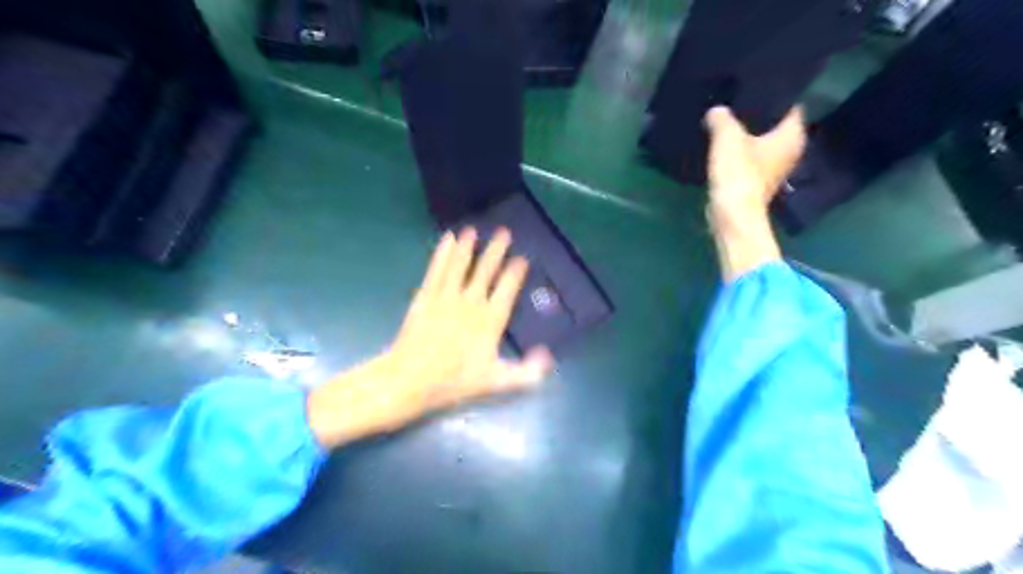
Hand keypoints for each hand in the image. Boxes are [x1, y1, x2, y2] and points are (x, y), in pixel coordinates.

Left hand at [308, 225, 556, 447]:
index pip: (507, 290)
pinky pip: (437, 270)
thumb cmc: (455, 381)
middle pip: (486, 271)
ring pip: (460, 265)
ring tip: (474, 229)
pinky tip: (447, 240)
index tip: (522, 258)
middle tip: (503, 232)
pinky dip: (442, 253)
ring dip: (468, 247)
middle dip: (496, 251)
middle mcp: (471, 302)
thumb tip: (547, 356)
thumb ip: (526, 372)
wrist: (411, 379)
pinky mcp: (426, 296)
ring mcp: (446, 297)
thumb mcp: (496, 381)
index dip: (515, 273)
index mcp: (490, 320)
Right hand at [704, 106, 807, 223]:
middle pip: (775, 125)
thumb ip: (722, 119)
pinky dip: (742, 155)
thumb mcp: (727, 137)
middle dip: (758, 117)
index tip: (754, 89)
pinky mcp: (760, 183)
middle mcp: (791, 151)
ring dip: (747, 137)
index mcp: (793, 135)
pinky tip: (724, 149)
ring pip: (763, 144)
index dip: (773, 96)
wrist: (732, 214)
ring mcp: (776, 169)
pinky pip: (752, 160)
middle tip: (736, 105)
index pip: (790, 105)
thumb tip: (716, 111)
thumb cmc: (738, 173)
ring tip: (727, 125)